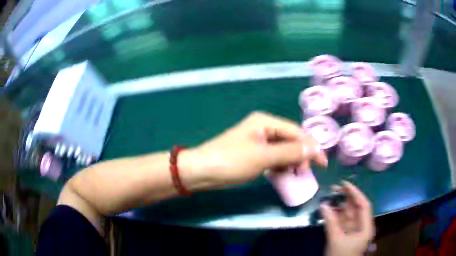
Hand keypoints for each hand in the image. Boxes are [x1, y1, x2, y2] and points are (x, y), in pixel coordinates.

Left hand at [183, 112, 326, 187]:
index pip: (296, 132)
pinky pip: (274, 158)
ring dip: (293, 162)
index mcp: (265, 122)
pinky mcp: (254, 154)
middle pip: (291, 140)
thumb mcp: (263, 157)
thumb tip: (313, 149)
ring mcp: (258, 141)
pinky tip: (286, 174)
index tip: (323, 163)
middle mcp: (264, 128)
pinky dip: (282, 166)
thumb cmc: (231, 161)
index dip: (312, 147)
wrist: (201, 171)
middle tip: (308, 172)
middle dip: (302, 155)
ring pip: (284, 150)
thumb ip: (290, 152)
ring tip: (299, 175)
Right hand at [321, 181, 374, 255]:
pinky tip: (327, 210)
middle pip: (356, 208)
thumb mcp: (336, 239)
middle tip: (334, 188)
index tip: (344, 184)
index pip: (364, 205)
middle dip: (346, 198)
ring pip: (347, 214)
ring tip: (329, 197)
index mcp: (365, 227)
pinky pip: (340, 221)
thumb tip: (323, 205)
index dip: (355, 193)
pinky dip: (334, 216)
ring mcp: (352, 231)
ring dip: (339, 206)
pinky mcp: (344, 235)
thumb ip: (330, 221)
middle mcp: (361, 226)